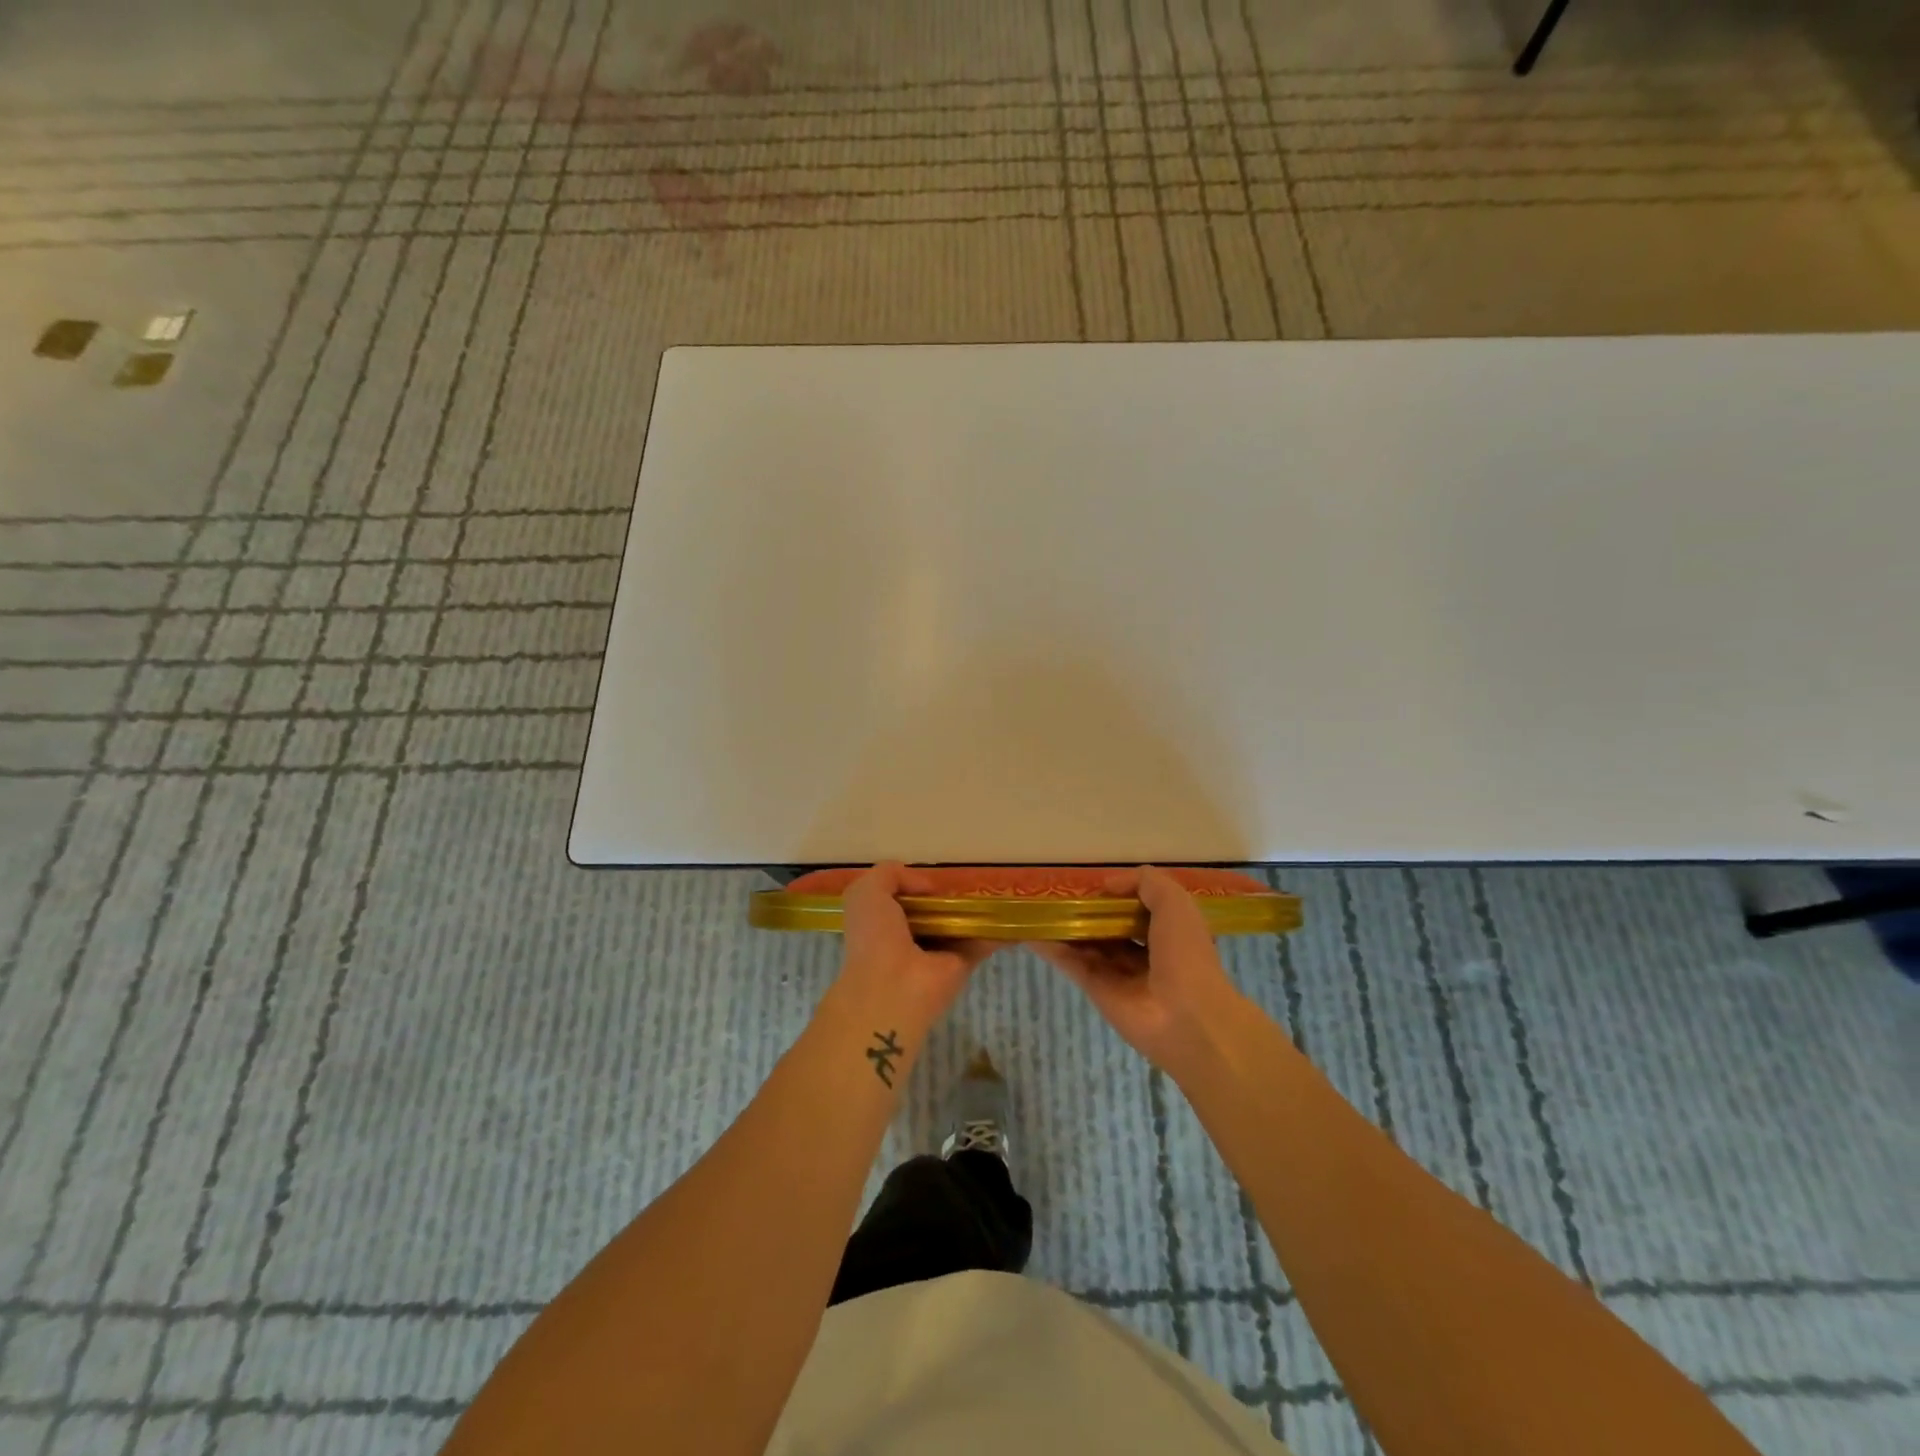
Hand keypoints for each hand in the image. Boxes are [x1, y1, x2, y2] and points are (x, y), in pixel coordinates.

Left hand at [824, 863, 997, 1042]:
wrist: (894, 987)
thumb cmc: (875, 936)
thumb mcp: (867, 892)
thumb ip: (890, 874)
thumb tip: (928, 888)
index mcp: (881, 923)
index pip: (901, 899)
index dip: (915, 885)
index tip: (931, 878)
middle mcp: (908, 938)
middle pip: (933, 911)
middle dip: (948, 896)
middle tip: (966, 881)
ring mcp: (936, 953)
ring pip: (958, 925)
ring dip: (976, 910)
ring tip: (995, 890)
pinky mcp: (962, 964)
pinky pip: (982, 941)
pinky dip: (998, 930)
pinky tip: (1013, 916)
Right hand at [1032, 866, 1252, 1077]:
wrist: (1186, 1017)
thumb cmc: (1186, 954)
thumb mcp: (1175, 903)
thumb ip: (1144, 882)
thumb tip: (1107, 885)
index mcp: (1167, 931)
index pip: (1137, 907)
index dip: (1117, 894)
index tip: (1093, 883)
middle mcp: (1142, 951)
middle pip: (1108, 925)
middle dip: (1087, 911)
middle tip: (1057, 892)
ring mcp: (1117, 972)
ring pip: (1087, 943)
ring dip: (1065, 926)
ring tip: (1036, 907)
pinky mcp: (1096, 989)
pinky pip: (1072, 963)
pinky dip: (1051, 948)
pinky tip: (1030, 932)